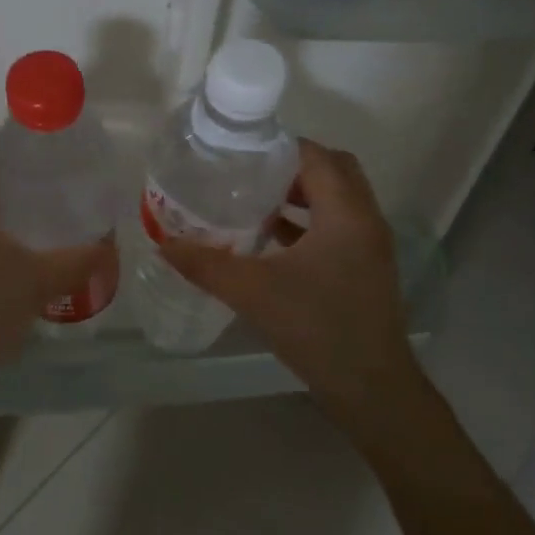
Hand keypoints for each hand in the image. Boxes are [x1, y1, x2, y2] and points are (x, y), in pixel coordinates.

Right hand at [160, 139, 416, 423]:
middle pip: (333, 169)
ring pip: (337, 199)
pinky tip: (271, 238)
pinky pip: (338, 226)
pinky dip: (308, 221)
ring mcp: (370, 245)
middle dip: (291, 165)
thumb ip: (206, 265)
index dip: (278, 145)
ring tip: (254, 199)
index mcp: (345, 213)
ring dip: (301, 193)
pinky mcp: (366, 268)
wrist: (371, 389)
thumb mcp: (253, 293)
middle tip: (248, 172)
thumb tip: (163, 244)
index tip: (239, 149)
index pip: (315, 156)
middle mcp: (365, 219)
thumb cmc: (317, 328)